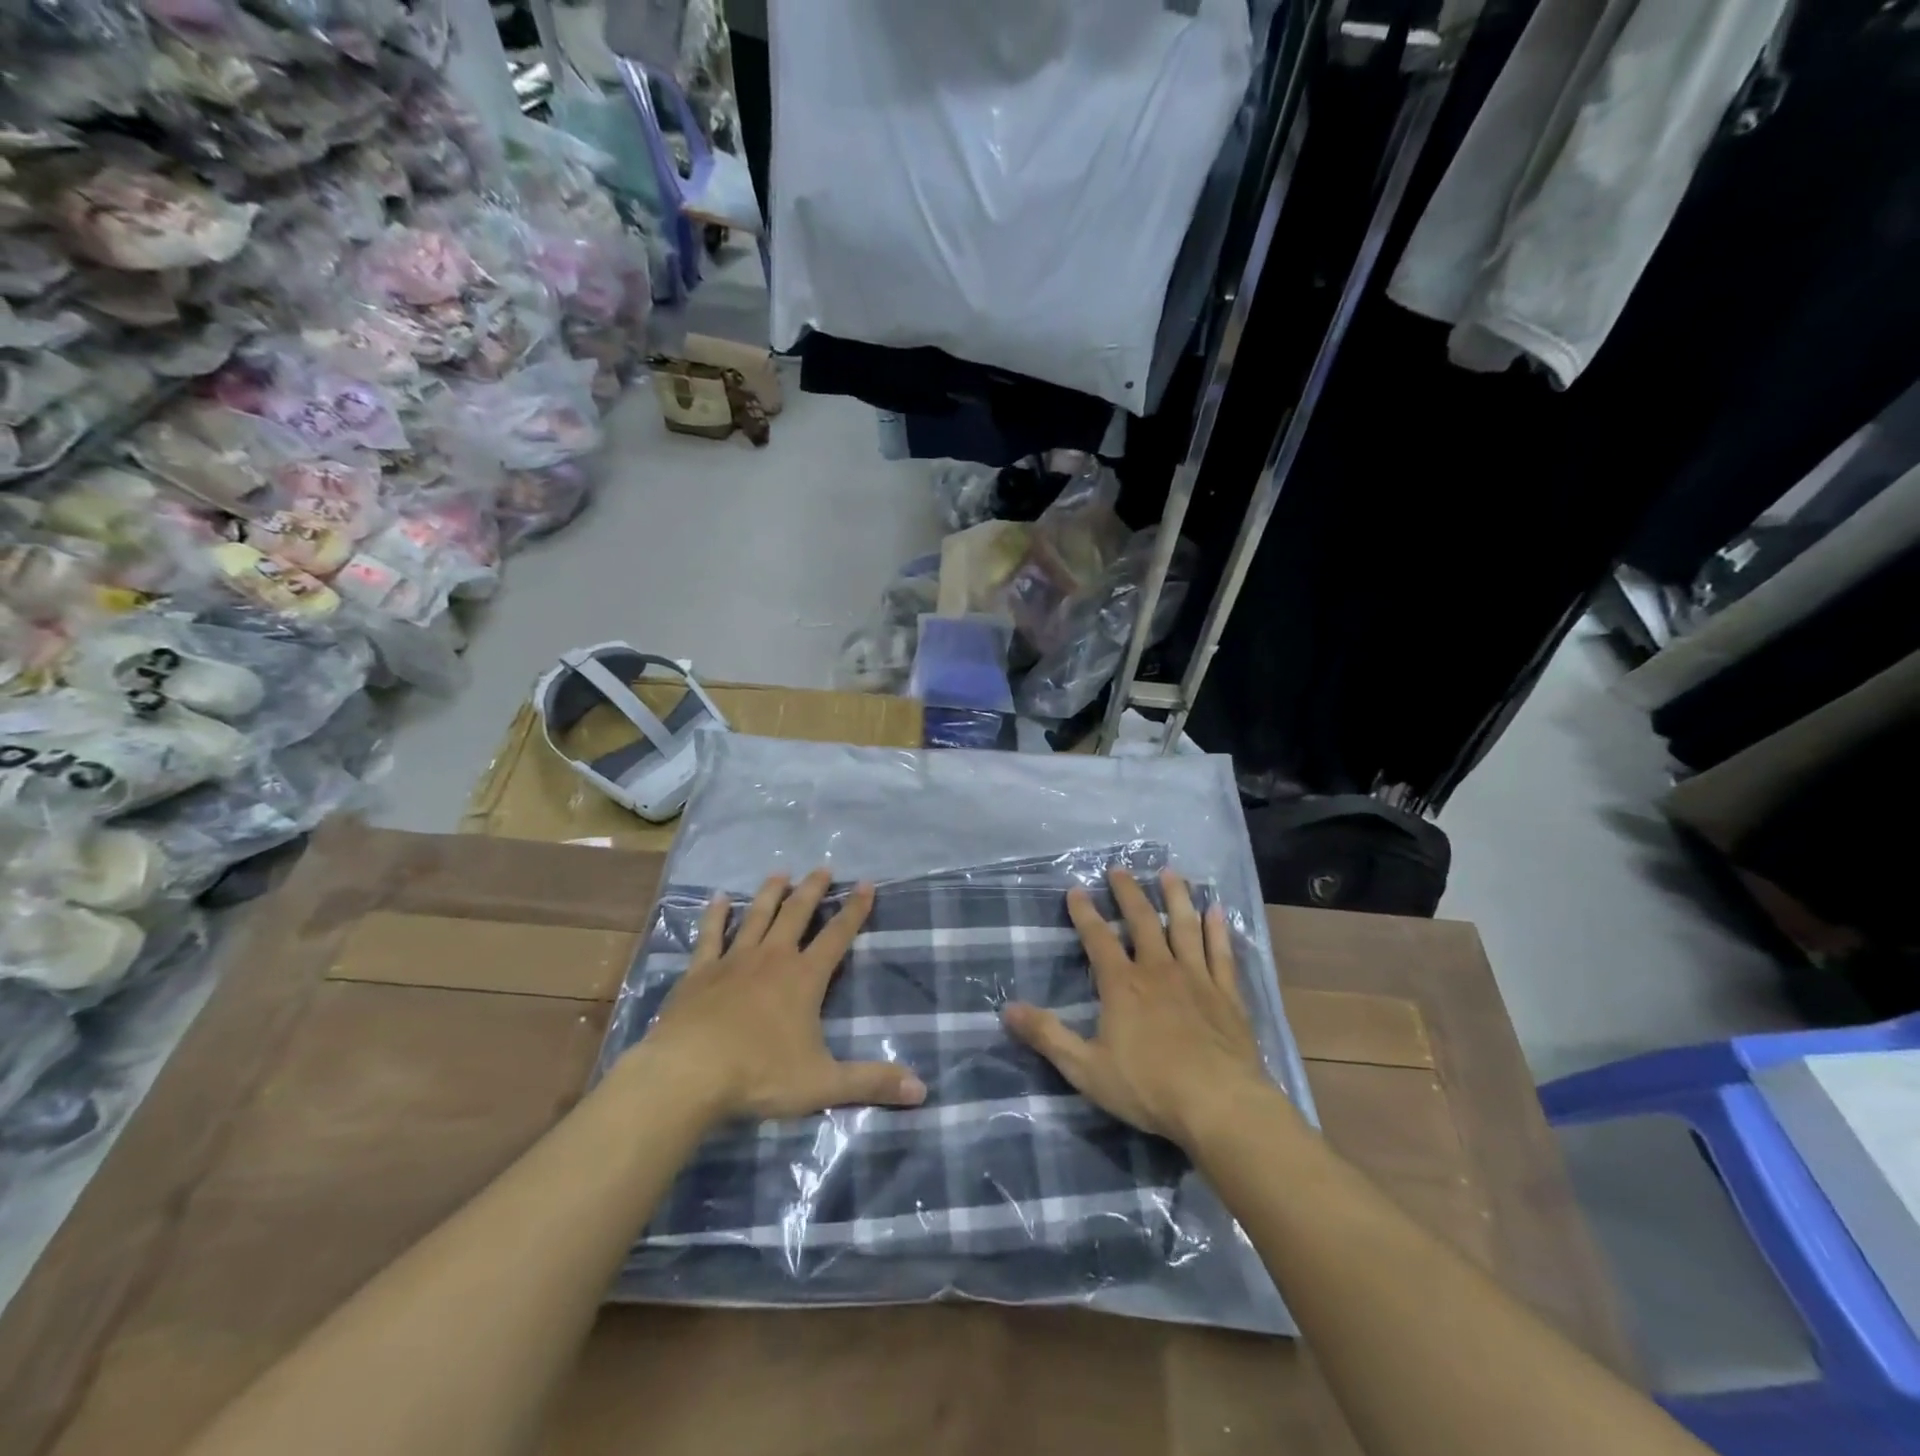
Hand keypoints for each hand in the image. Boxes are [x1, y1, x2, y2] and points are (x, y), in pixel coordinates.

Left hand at [637, 869, 927, 1123]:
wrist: (688, 1074)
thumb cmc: (760, 1075)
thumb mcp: (823, 1083)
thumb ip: (871, 1082)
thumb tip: (922, 1090)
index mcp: (805, 978)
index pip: (837, 935)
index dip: (855, 910)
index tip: (866, 884)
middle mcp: (773, 958)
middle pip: (797, 914)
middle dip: (813, 890)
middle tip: (823, 868)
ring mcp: (733, 961)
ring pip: (757, 916)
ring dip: (771, 892)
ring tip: (781, 873)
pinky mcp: (700, 972)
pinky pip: (710, 935)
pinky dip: (716, 915)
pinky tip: (720, 898)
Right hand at [1003, 867, 1267, 1149]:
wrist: (1220, 1105)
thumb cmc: (1149, 1087)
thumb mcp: (1086, 1068)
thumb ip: (1047, 1036)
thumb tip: (1007, 1009)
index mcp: (1122, 985)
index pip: (1098, 939)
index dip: (1085, 913)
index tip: (1076, 889)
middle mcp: (1158, 970)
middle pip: (1142, 921)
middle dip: (1128, 893)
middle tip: (1120, 869)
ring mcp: (1196, 978)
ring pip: (1185, 926)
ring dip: (1176, 897)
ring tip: (1171, 873)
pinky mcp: (1227, 994)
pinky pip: (1222, 953)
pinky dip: (1218, 929)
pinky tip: (1217, 910)